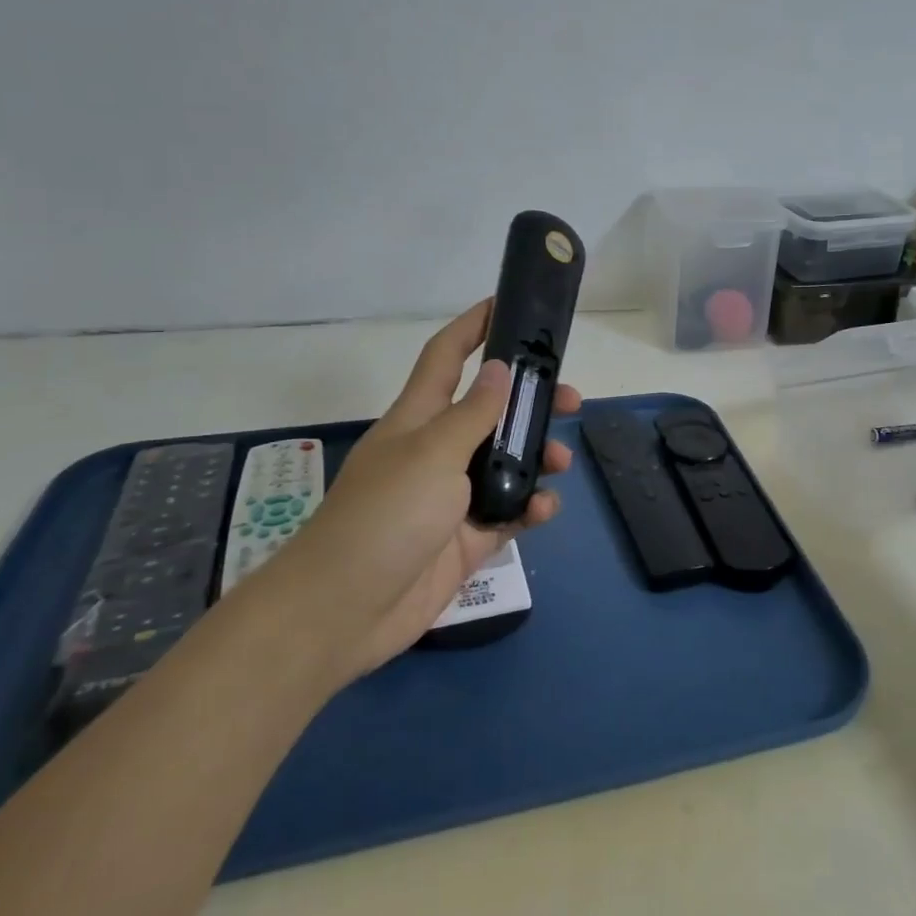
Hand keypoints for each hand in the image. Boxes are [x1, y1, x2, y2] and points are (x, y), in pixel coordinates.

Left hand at [259, 300, 579, 685]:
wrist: (346, 611)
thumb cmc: (386, 515)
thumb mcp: (433, 453)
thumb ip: (473, 413)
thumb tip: (499, 369)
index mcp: (419, 418)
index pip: (446, 356)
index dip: (473, 327)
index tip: (507, 304)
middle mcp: (437, 450)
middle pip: (491, 410)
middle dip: (530, 400)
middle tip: (569, 399)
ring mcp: (452, 496)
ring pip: (506, 462)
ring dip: (537, 456)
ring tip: (560, 462)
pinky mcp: (466, 537)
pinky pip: (509, 512)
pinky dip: (530, 507)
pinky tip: (543, 509)